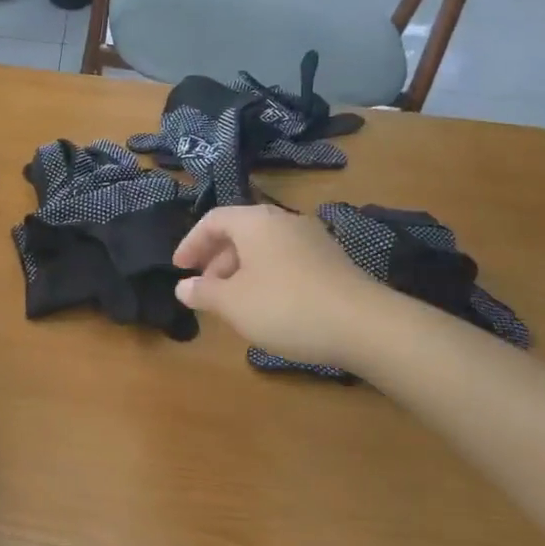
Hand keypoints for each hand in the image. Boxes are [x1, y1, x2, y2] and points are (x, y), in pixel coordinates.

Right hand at [173, 205, 385, 367]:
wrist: (365, 325)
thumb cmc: (285, 306)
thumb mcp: (233, 303)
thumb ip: (203, 293)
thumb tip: (183, 287)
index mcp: (256, 222)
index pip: (213, 220)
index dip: (191, 242)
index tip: (179, 268)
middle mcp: (285, 221)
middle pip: (240, 232)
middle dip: (216, 259)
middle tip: (204, 288)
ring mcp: (313, 240)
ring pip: (264, 248)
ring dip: (240, 270)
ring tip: (232, 302)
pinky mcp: (332, 262)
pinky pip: (286, 261)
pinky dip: (266, 276)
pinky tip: (266, 306)